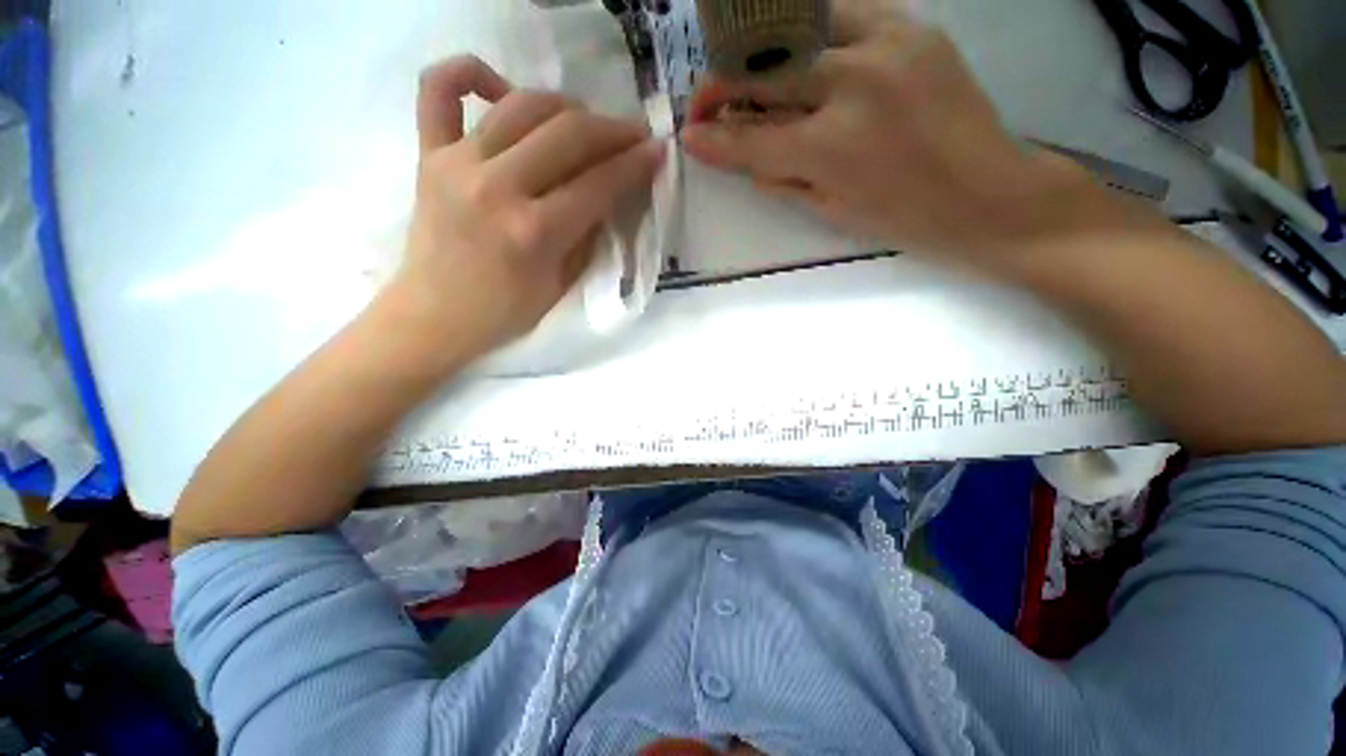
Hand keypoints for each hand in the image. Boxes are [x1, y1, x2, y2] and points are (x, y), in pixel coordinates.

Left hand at [387, 55, 664, 372]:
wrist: (436, 317)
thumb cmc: (506, 312)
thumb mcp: (562, 285)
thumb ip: (588, 236)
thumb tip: (609, 194)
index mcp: (535, 232)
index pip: (598, 183)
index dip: (635, 164)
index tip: (657, 151)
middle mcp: (497, 187)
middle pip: (567, 134)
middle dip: (612, 130)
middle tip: (632, 134)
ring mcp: (457, 164)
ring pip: (521, 104)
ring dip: (565, 106)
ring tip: (584, 122)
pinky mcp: (428, 155)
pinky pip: (438, 90)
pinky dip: (469, 72)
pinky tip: (500, 87)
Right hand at [681, 0, 1090, 266]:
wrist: (987, 193)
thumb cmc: (904, 219)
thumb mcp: (830, 211)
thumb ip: (780, 177)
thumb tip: (741, 156)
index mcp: (830, 148)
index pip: (750, 138)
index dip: (713, 138)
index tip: (689, 136)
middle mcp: (851, 84)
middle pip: (763, 73)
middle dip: (722, 86)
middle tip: (707, 102)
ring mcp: (885, 43)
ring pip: (796, 30)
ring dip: (760, 54)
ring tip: (748, 75)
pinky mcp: (911, 25)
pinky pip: (841, 14)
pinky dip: (809, 34)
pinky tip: (801, 56)